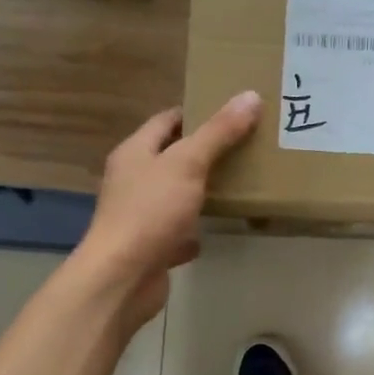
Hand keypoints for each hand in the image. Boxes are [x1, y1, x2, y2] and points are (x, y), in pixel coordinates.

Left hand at [77, 92, 261, 326]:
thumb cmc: (150, 212)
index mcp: (135, 151)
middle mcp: (133, 179)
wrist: (123, 278)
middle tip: (246, 144)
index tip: (232, 111)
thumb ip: (219, 132)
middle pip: (172, 156)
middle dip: (205, 151)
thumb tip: (250, 96)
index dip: (197, 112)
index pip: (167, 120)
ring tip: (240, 181)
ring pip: (176, 194)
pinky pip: (177, 230)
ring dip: (202, 189)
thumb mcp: (188, 164)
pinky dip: (195, 229)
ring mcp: (141, 214)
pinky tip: (218, 228)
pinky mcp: (151, 246)